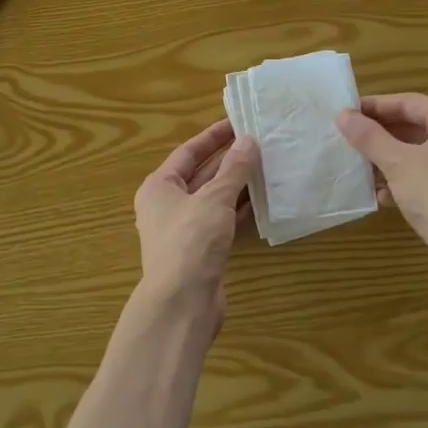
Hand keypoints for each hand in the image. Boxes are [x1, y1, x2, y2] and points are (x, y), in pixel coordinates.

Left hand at [133, 119, 259, 325]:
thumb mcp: (214, 198)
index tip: (238, 123)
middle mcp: (167, 206)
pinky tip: (264, 202)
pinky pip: (223, 222)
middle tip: (259, 144)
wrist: (182, 304)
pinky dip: (241, 212)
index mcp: (159, 187)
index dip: (213, 136)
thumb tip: (249, 141)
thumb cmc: (191, 241)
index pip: (188, 152)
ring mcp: (185, 231)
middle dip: (229, 161)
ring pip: (214, 200)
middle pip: (201, 175)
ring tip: (268, 168)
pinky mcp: (201, 252)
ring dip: (238, 186)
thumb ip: (234, 169)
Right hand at [336, 93, 427, 292]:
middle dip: (381, 137)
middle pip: (415, 127)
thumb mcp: (397, 163)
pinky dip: (407, 180)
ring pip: (422, 153)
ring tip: (361, 170)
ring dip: (390, 161)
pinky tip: (384, 196)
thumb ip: (369, 137)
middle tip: (349, 141)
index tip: (346, 114)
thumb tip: (344, 115)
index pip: (407, 103)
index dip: (374, 107)